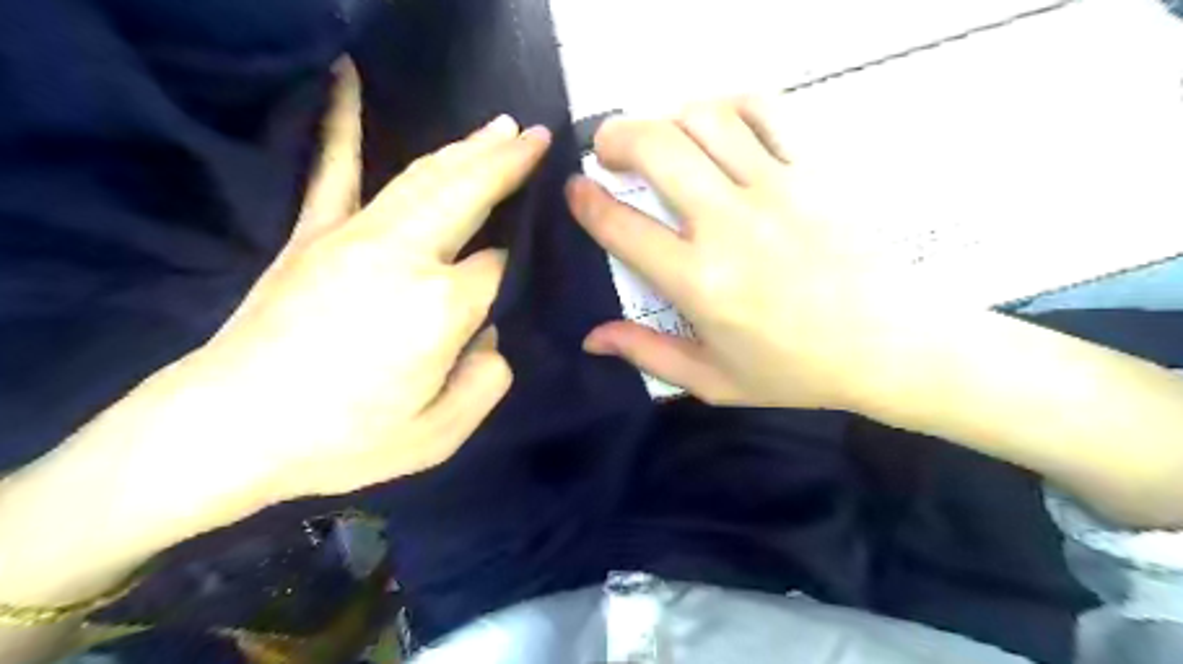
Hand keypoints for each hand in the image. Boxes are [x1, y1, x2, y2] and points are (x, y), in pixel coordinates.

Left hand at [71, 61, 552, 528]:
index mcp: (440, 306)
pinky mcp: (313, 234)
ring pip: (425, 176)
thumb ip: (488, 381)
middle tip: (539, 138)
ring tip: (502, 126)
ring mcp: (355, 236)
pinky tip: (348, 78)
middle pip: (468, 194)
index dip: (515, 270)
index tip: (525, 269)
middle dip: (508, 163)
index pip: (498, 269)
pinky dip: (342, 122)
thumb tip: (490, 334)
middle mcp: (405, 255)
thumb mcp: (439, 436)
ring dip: (468, 147)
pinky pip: (333, 169)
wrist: (229, 430)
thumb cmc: (343, 441)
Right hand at [569, 98, 918, 408]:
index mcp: (699, 282)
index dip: (586, 201)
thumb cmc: (795, 370)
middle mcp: (729, 225)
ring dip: (668, 118)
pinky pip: (766, 111)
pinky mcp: (813, 171)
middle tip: (607, 151)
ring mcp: (776, 189)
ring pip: (705, 118)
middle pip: (656, 148)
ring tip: (662, 138)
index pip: (621, 226)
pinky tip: (720, 126)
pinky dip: (731, 106)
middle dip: (616, 138)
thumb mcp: (713, 381)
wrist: (889, 346)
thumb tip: (591, 337)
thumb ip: (647, 354)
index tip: (576, 189)